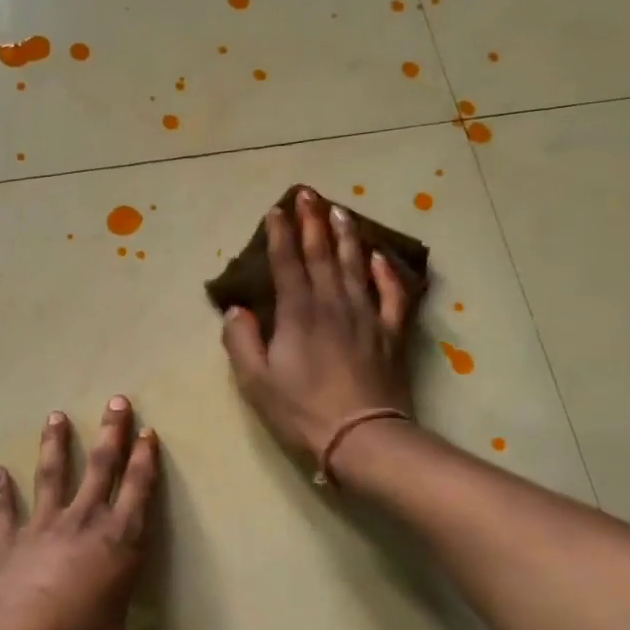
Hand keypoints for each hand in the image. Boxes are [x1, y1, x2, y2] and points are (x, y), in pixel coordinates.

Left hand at [0, 396, 158, 629]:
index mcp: (122, 545)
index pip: (139, 493)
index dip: (145, 462)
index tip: (148, 433)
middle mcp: (86, 524)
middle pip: (102, 467)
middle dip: (112, 433)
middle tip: (117, 401)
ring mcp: (44, 527)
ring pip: (54, 475)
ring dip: (55, 445)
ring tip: (55, 416)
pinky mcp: (8, 541)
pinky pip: (2, 511)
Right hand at [222, 187, 417, 471]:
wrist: (362, 437)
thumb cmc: (301, 411)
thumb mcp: (255, 382)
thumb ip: (241, 341)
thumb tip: (236, 310)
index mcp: (298, 313)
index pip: (286, 263)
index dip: (279, 235)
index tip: (275, 210)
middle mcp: (333, 304)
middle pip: (322, 253)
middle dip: (312, 221)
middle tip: (308, 193)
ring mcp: (367, 316)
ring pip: (356, 265)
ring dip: (347, 235)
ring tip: (340, 211)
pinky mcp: (391, 334)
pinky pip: (392, 294)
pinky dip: (386, 272)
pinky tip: (380, 257)